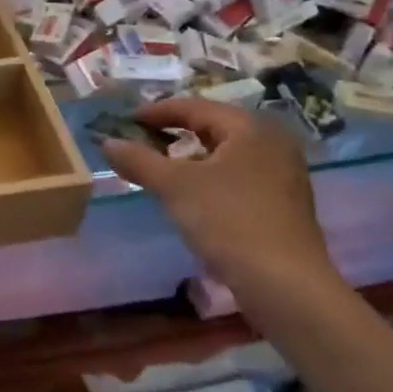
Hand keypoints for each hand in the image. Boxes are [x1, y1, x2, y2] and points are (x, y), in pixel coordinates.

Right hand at [101, 98, 339, 312]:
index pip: (195, 106)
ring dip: (190, 157)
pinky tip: (191, 195)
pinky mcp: (283, 202)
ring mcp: (283, 173)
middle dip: (174, 133)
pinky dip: (209, 176)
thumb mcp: (174, 187)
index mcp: (250, 127)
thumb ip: (139, 160)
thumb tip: (108, 142)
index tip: (125, 121)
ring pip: (225, 153)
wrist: (284, 284)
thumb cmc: (229, 220)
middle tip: (140, 142)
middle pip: (213, 127)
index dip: (156, 112)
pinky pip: (238, 175)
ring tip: (159, 168)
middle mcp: (273, 141)